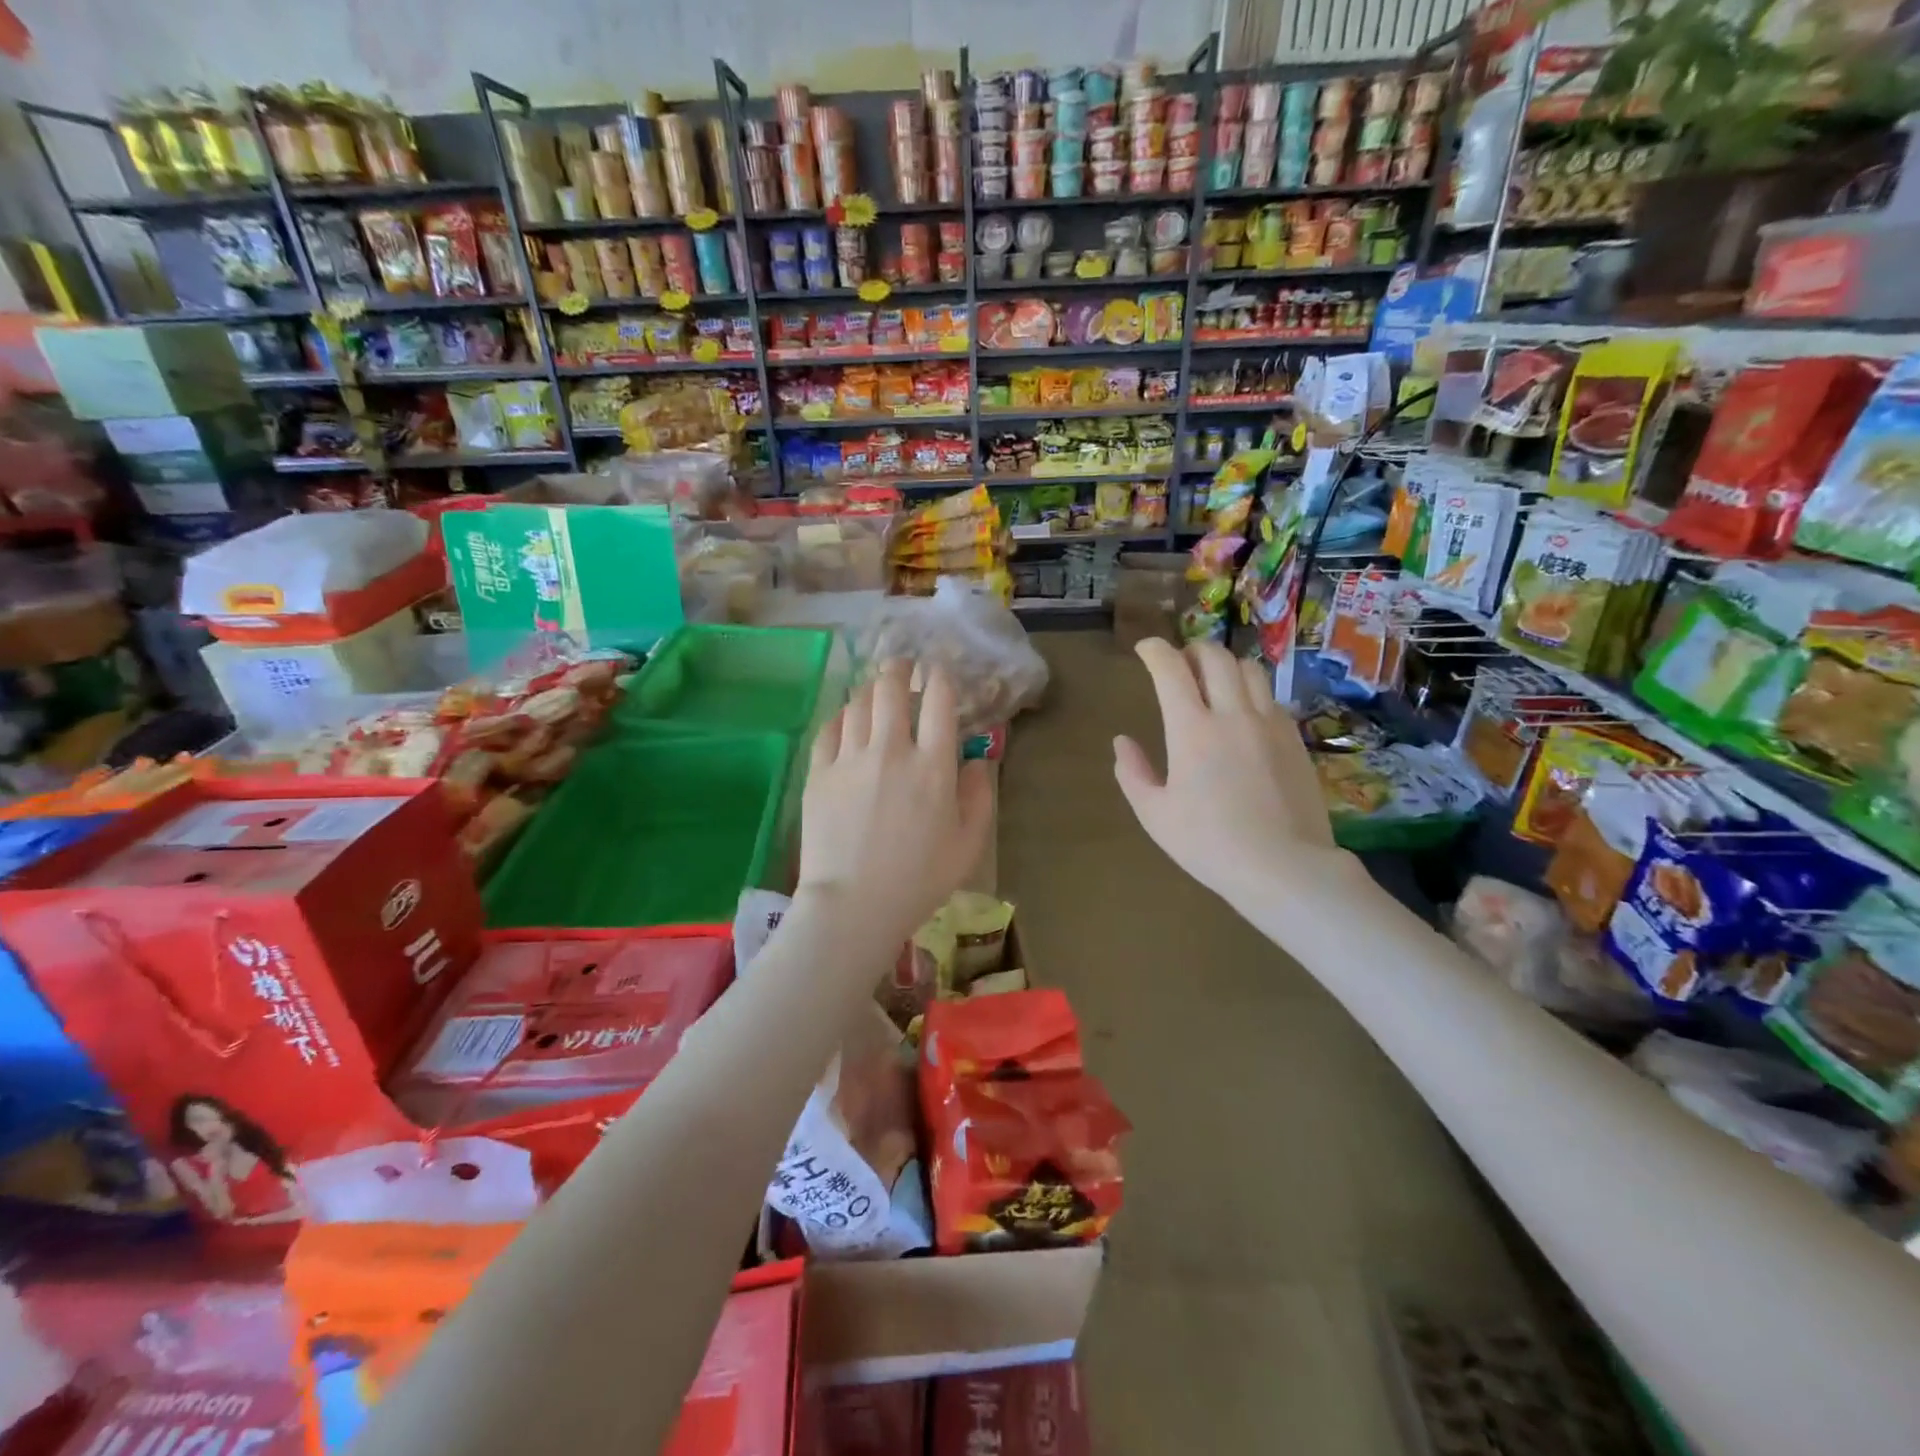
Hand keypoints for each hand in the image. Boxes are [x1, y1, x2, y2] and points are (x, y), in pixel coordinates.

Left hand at [798, 660, 994, 951]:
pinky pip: (829, 728)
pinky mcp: (819, 773)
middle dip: (900, 669)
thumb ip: (979, 796)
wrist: (853, 905)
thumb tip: (977, 759)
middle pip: (892, 688)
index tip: (939, 673)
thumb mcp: (969, 845)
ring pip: (858, 702)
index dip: (941, 677)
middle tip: (904, 667)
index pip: (939, 700)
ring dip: (871, 689)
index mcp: (933, 766)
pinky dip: (841, 716)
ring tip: (876, 690)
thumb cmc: (919, 880)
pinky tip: (847, 720)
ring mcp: (850, 759)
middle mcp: (891, 750)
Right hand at [1114, 639, 1341, 910]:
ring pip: (1250, 670)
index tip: (1144, 650)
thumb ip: (1133, 773)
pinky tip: (1244, 714)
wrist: (1284, 867)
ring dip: (1226, 666)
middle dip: (1192, 650)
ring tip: (1214, 681)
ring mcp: (1270, 723)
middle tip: (1179, 663)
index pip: (1171, 669)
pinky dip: (1251, 692)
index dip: (1154, 650)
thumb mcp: (1155, 815)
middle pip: (1215, 657)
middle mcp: (1233, 714)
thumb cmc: (1209, 844)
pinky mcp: (1295, 739)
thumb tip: (1121, 741)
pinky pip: (1271, 698)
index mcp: (1192, 729)